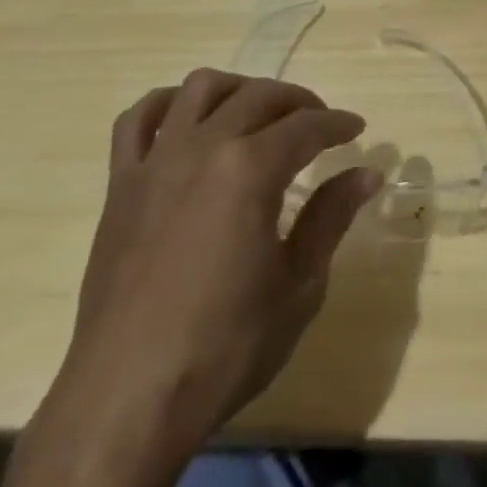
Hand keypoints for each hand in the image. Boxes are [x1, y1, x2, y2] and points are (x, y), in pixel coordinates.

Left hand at [53, 68, 381, 451]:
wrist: (129, 397)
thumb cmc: (225, 347)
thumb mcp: (298, 285)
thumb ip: (330, 217)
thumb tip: (366, 173)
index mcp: (250, 170)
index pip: (306, 127)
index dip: (337, 124)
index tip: (356, 129)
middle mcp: (202, 147)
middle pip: (258, 97)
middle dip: (298, 102)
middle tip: (319, 123)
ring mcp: (156, 161)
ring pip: (199, 89)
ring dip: (238, 89)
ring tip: (258, 112)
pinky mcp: (121, 184)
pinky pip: (138, 120)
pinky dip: (167, 105)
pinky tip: (186, 120)